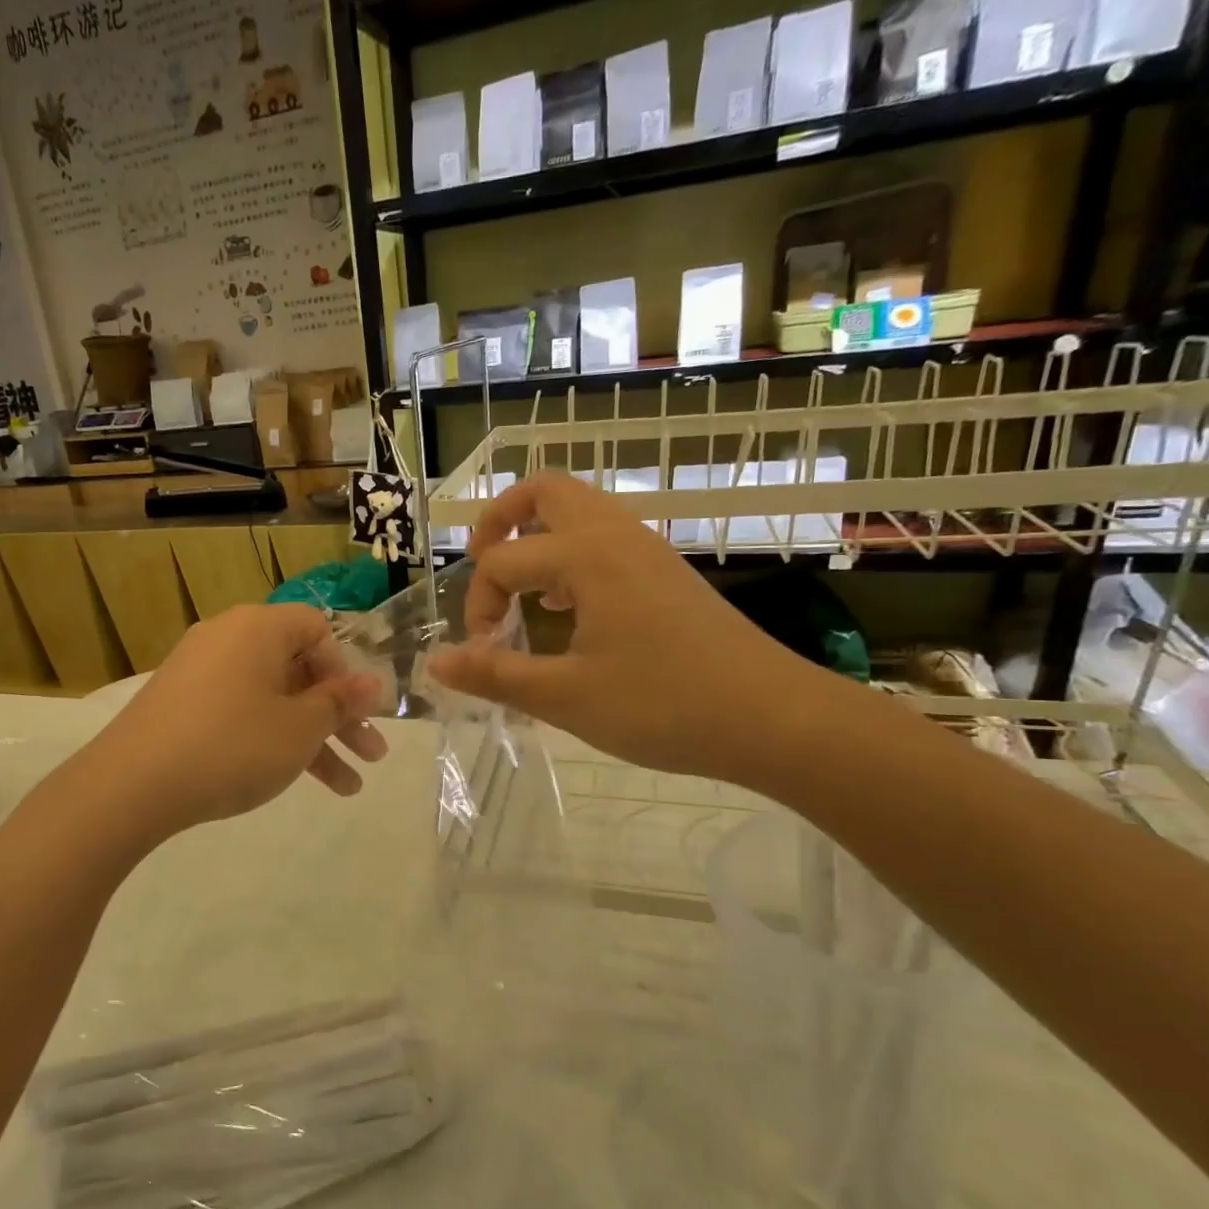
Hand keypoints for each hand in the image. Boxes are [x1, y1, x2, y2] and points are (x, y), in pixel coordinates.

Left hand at [91, 603, 386, 834]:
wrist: (131, 785)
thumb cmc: (232, 746)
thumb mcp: (299, 728)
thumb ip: (339, 703)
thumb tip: (372, 682)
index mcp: (259, 627)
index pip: (317, 628)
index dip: (345, 670)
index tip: (355, 711)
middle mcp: (228, 638)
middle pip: (299, 669)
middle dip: (339, 716)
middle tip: (372, 756)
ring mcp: (200, 672)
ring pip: (273, 699)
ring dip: (312, 739)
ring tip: (346, 789)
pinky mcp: (181, 704)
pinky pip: (240, 711)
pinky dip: (269, 739)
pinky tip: (290, 779)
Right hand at [427, 472, 825, 779]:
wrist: (772, 718)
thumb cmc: (663, 706)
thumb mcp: (566, 697)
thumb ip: (495, 676)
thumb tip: (435, 664)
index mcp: (586, 556)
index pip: (503, 562)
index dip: (478, 606)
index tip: (484, 655)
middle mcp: (615, 535)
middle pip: (545, 490)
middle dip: (501, 519)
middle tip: (482, 564)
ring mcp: (647, 549)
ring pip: (579, 510)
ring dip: (538, 537)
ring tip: (523, 593)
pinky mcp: (666, 572)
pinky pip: (604, 538)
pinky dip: (570, 555)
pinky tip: (568, 609)